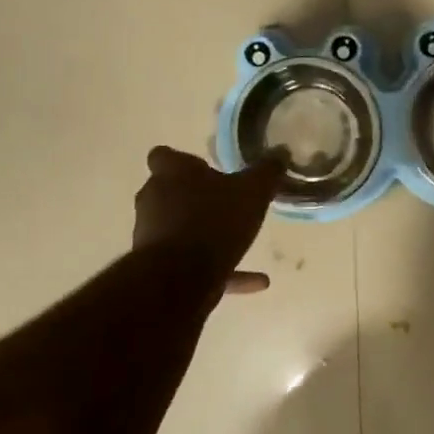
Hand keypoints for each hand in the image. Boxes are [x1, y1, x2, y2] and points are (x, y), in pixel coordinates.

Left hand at [134, 146, 285, 294]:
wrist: (180, 278)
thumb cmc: (214, 221)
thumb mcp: (252, 192)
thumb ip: (267, 172)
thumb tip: (280, 152)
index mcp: (171, 173)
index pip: (165, 156)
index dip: (184, 162)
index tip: (207, 170)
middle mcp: (153, 200)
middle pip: (171, 193)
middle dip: (198, 200)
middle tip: (228, 204)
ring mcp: (152, 236)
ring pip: (181, 230)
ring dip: (208, 236)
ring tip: (244, 243)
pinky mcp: (160, 268)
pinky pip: (195, 265)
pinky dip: (222, 271)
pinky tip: (258, 281)